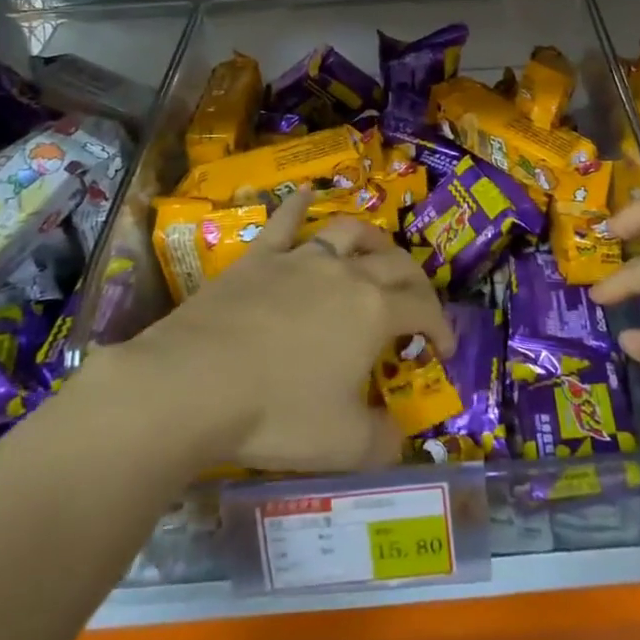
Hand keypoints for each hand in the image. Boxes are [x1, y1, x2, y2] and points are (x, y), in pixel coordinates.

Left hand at [113, 191, 453, 472]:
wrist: (193, 383)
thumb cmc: (277, 413)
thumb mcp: (343, 444)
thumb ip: (382, 441)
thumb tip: (398, 437)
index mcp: (374, 311)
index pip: (423, 309)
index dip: (441, 327)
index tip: (445, 350)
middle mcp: (345, 274)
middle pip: (395, 264)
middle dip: (416, 283)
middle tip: (418, 305)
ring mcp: (299, 260)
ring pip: (348, 233)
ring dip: (372, 239)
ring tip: (378, 251)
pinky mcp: (258, 259)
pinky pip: (284, 223)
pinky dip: (298, 206)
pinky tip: (305, 194)